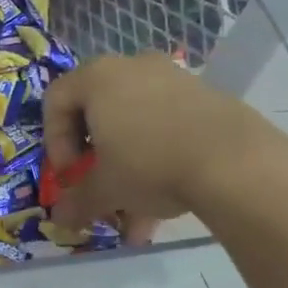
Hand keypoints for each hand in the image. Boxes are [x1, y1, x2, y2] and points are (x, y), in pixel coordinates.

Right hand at [42, 53, 287, 239]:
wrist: (233, 161)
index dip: (55, 142)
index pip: (56, 100)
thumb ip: (77, 201)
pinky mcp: (204, 95)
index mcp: (97, 77)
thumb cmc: (149, 164)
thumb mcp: (105, 189)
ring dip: (128, 168)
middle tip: (99, 186)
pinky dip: (159, 158)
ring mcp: (172, 78)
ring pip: (135, 124)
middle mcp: (131, 67)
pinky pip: (166, 125)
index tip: (69, 175)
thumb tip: (60, 220)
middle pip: (97, 111)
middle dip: (95, 157)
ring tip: (136, 216)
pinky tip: (166, 204)